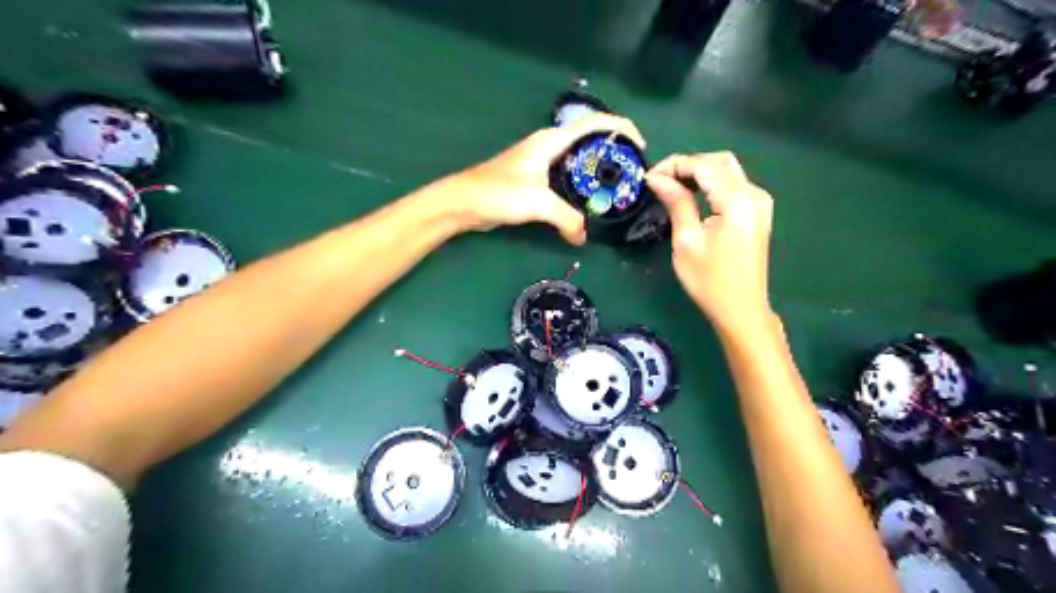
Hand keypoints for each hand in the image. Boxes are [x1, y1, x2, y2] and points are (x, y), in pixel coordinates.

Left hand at [452, 112, 643, 242]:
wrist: (464, 203)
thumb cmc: (499, 193)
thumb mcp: (539, 203)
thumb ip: (567, 219)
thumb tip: (582, 237)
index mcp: (552, 140)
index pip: (595, 124)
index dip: (622, 129)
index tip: (641, 148)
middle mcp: (550, 146)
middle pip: (591, 141)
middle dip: (614, 153)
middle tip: (631, 175)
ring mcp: (542, 162)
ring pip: (579, 161)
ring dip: (598, 172)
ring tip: (616, 189)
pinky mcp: (535, 180)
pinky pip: (567, 178)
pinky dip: (581, 186)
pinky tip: (588, 202)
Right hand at [643, 154, 771, 332]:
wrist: (741, 309)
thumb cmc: (709, 281)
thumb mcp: (686, 240)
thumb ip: (676, 202)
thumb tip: (656, 178)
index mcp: (737, 201)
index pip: (703, 166)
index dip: (674, 165)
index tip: (649, 178)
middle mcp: (754, 194)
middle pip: (718, 161)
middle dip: (686, 165)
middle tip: (659, 181)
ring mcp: (760, 202)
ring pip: (727, 170)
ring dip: (698, 172)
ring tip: (671, 187)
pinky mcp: (758, 211)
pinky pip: (733, 184)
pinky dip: (711, 183)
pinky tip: (693, 195)